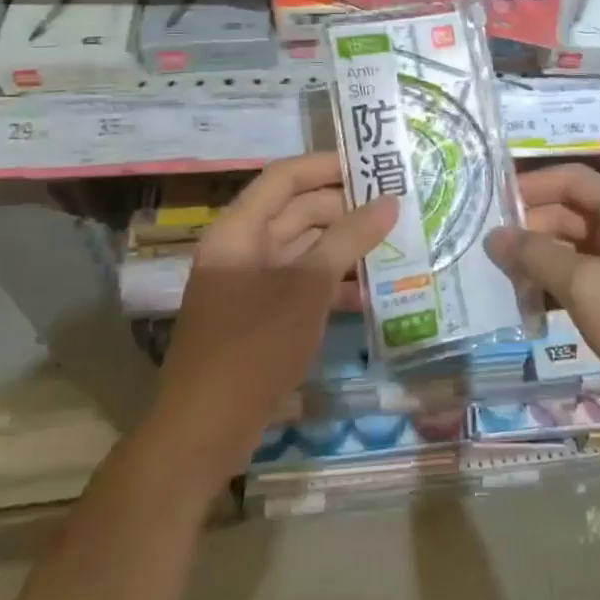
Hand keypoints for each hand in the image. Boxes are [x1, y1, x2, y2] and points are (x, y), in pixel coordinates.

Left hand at [151, 152, 396, 471]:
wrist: (203, 433)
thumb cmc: (253, 347)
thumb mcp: (307, 288)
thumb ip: (348, 239)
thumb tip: (390, 202)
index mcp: (239, 231)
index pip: (285, 178)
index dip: (328, 166)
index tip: (374, 166)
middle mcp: (242, 249)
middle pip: (297, 212)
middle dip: (346, 209)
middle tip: (397, 209)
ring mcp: (250, 285)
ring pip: (304, 250)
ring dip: (345, 248)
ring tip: (395, 245)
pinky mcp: (262, 317)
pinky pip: (302, 284)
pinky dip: (333, 283)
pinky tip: (371, 293)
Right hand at [492, 163, 599, 432]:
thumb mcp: (585, 285)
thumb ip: (537, 255)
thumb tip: (495, 235)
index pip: (570, 179)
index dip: (530, 187)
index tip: (489, 206)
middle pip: (570, 214)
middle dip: (531, 231)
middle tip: (488, 256)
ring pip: (575, 249)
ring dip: (542, 263)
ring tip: (503, 284)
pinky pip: (587, 279)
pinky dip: (560, 288)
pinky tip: (533, 308)